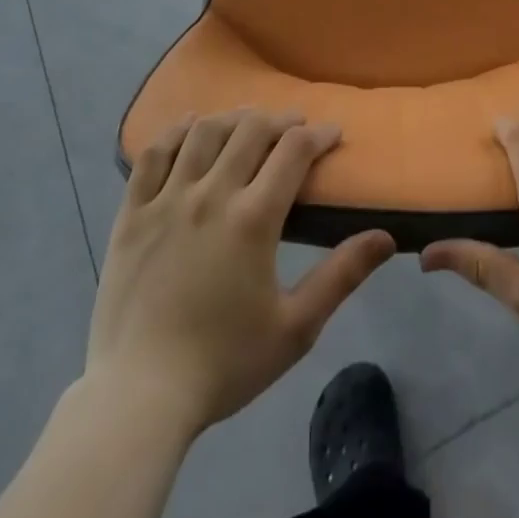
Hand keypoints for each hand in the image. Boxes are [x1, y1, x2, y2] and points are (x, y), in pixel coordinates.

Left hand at [88, 110, 394, 438]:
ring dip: (233, 118)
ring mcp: (166, 200)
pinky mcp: (132, 214)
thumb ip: (342, 276)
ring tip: (248, 123)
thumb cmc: (224, 364)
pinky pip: (153, 155)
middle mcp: (211, 194)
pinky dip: (175, 132)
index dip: (318, 134)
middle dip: (280, 119)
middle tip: (294, 127)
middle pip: (251, 130)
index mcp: (253, 218)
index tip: (332, 134)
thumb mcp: (296, 328)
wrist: (138, 398)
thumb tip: (386, 238)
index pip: (294, 151)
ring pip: (204, 133)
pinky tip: (190, 125)